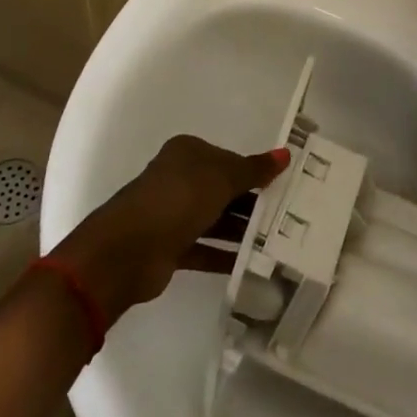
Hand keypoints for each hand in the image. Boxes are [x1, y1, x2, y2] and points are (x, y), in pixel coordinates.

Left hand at [49, 135, 286, 324]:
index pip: (228, 159)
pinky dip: (225, 255)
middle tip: (287, 218)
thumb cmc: (178, 199)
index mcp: (187, 153)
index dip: (254, 173)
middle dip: (251, 203)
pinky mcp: (170, 247)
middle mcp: (178, 179)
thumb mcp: (223, 178)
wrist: (128, 249)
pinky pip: (205, 248)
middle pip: (222, 189)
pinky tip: (252, 263)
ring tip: (276, 243)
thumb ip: (254, 170)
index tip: (284, 188)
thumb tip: (286, 154)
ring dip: (241, 231)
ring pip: (215, 219)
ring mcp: (172, 214)